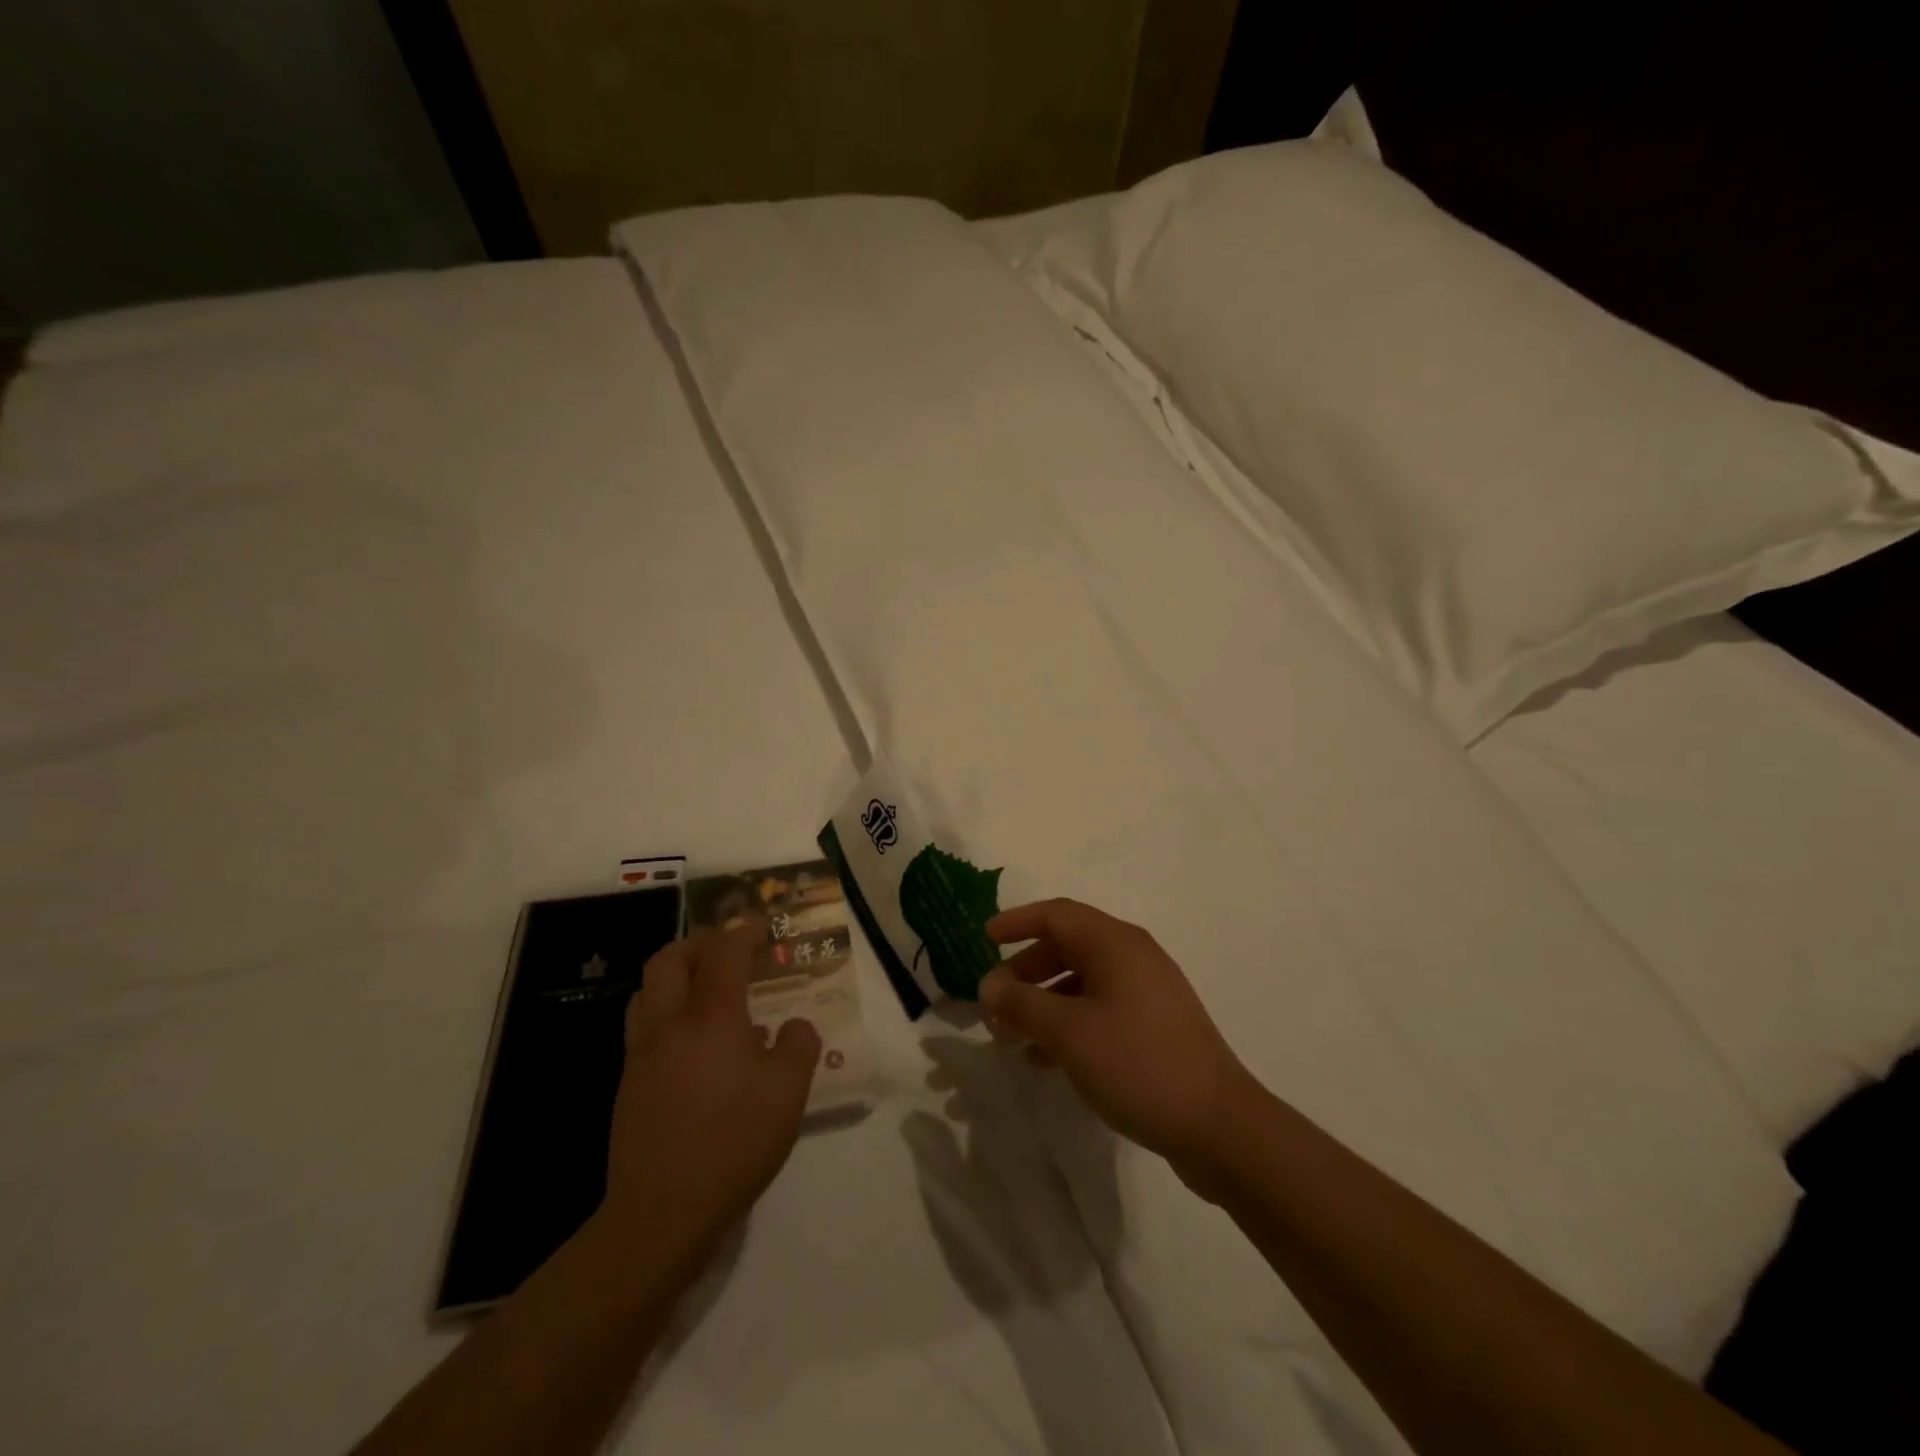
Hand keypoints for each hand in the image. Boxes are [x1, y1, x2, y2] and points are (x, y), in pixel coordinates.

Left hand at [601, 924, 821, 1267]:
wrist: (662, 1211)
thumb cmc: (733, 1142)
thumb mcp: (788, 1093)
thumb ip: (798, 1047)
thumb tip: (794, 1027)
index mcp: (711, 1017)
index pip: (723, 952)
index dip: (742, 931)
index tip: (761, 926)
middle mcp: (670, 1024)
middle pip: (669, 960)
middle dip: (698, 943)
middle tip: (726, 951)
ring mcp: (642, 1055)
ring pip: (646, 992)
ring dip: (674, 976)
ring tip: (704, 991)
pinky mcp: (628, 1086)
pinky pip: (643, 1028)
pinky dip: (666, 1014)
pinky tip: (692, 1044)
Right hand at [979, 899, 1257, 1194]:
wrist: (1218, 1126)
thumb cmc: (1137, 1063)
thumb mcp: (1068, 1032)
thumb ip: (1022, 1003)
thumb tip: (990, 985)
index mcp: (1115, 944)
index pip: (1057, 914)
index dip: (1017, 922)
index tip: (984, 938)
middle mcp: (1133, 958)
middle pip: (1067, 948)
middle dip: (1025, 972)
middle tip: (994, 1003)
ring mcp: (1147, 994)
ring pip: (1081, 983)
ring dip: (1042, 1004)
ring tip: (1010, 1037)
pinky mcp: (1154, 1028)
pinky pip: (1099, 1011)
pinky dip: (1068, 1025)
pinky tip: (1044, 1060)